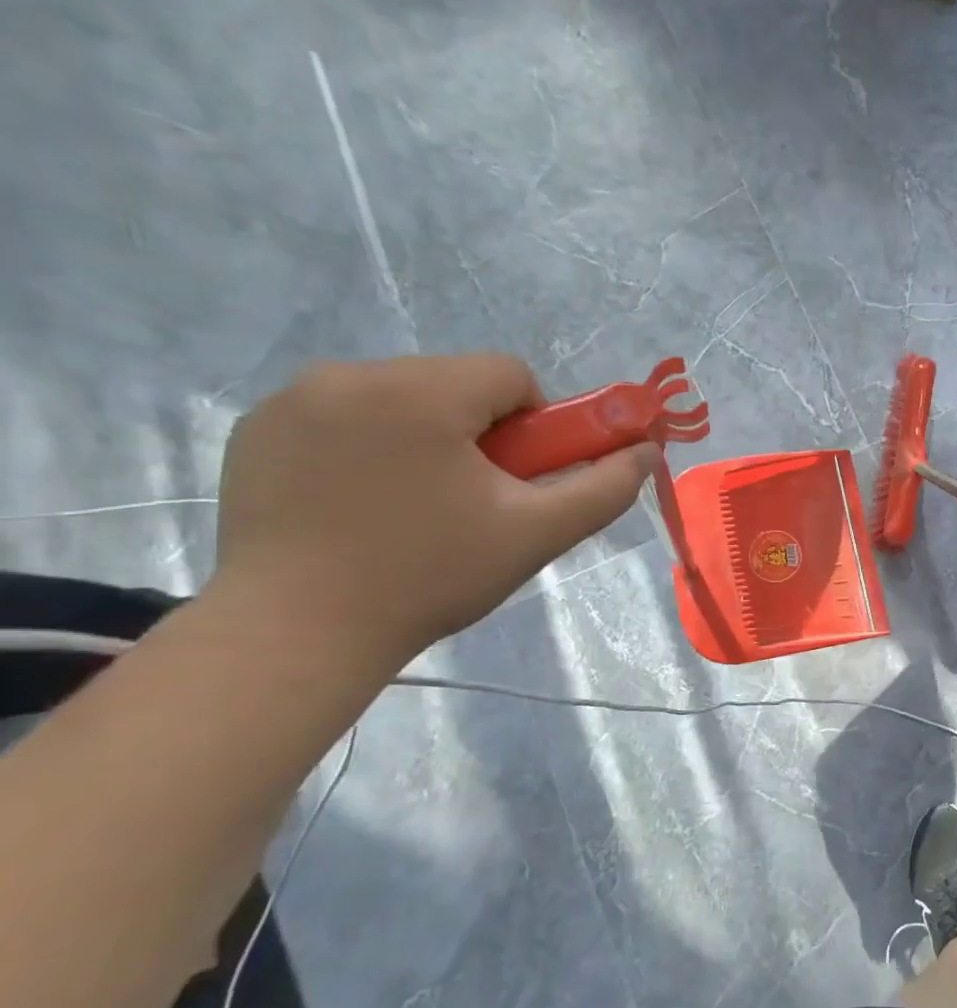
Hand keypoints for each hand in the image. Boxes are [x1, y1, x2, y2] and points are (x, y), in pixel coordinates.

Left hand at [213, 355, 655, 669]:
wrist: (296, 634)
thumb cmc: (430, 576)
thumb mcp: (537, 533)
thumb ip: (604, 487)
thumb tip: (648, 451)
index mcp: (419, 392)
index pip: (509, 374)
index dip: (535, 425)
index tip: (520, 480)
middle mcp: (349, 375)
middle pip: (455, 383)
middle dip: (481, 432)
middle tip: (475, 500)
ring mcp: (292, 400)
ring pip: (401, 396)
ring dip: (428, 436)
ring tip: (417, 506)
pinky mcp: (257, 429)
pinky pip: (346, 415)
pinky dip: (371, 445)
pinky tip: (364, 503)